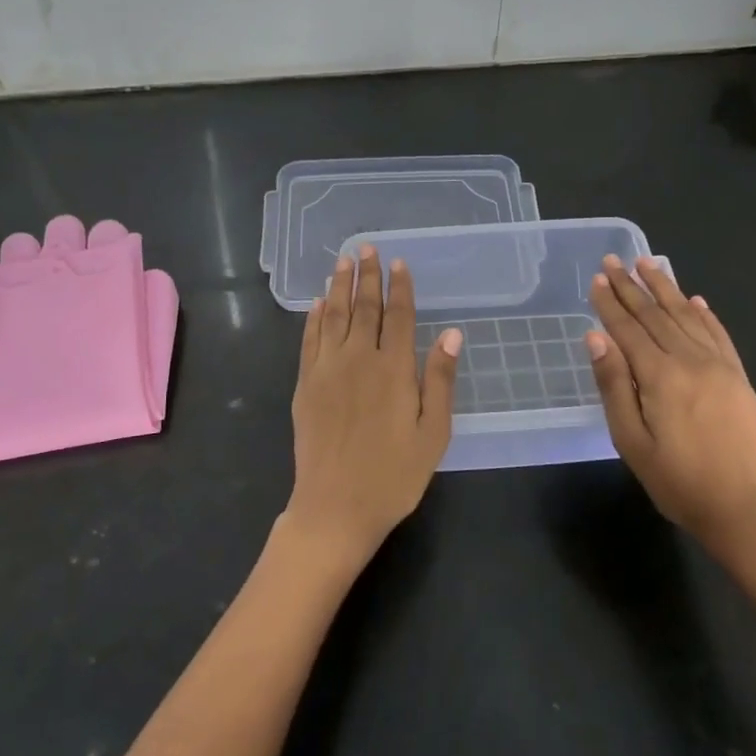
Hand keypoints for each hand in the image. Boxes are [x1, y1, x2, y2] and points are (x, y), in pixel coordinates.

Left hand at [285, 246, 461, 571]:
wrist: (335, 507)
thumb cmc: (394, 476)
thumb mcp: (433, 434)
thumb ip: (440, 380)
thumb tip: (451, 333)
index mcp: (393, 370)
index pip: (397, 316)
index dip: (399, 288)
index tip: (399, 263)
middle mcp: (357, 360)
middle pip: (363, 308)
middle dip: (367, 276)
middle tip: (367, 248)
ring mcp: (326, 370)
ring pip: (333, 317)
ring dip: (338, 286)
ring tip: (342, 261)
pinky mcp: (304, 385)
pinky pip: (309, 341)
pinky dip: (314, 318)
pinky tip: (318, 302)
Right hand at [585, 255, 755, 559]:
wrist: (742, 509)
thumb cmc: (676, 481)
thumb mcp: (631, 440)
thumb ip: (613, 384)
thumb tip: (596, 337)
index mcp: (660, 376)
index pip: (628, 329)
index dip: (610, 303)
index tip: (596, 278)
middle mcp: (691, 361)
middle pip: (655, 316)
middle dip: (632, 287)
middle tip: (613, 261)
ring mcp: (720, 367)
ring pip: (686, 317)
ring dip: (665, 289)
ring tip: (648, 264)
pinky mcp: (738, 378)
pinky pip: (718, 335)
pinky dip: (703, 314)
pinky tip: (693, 300)